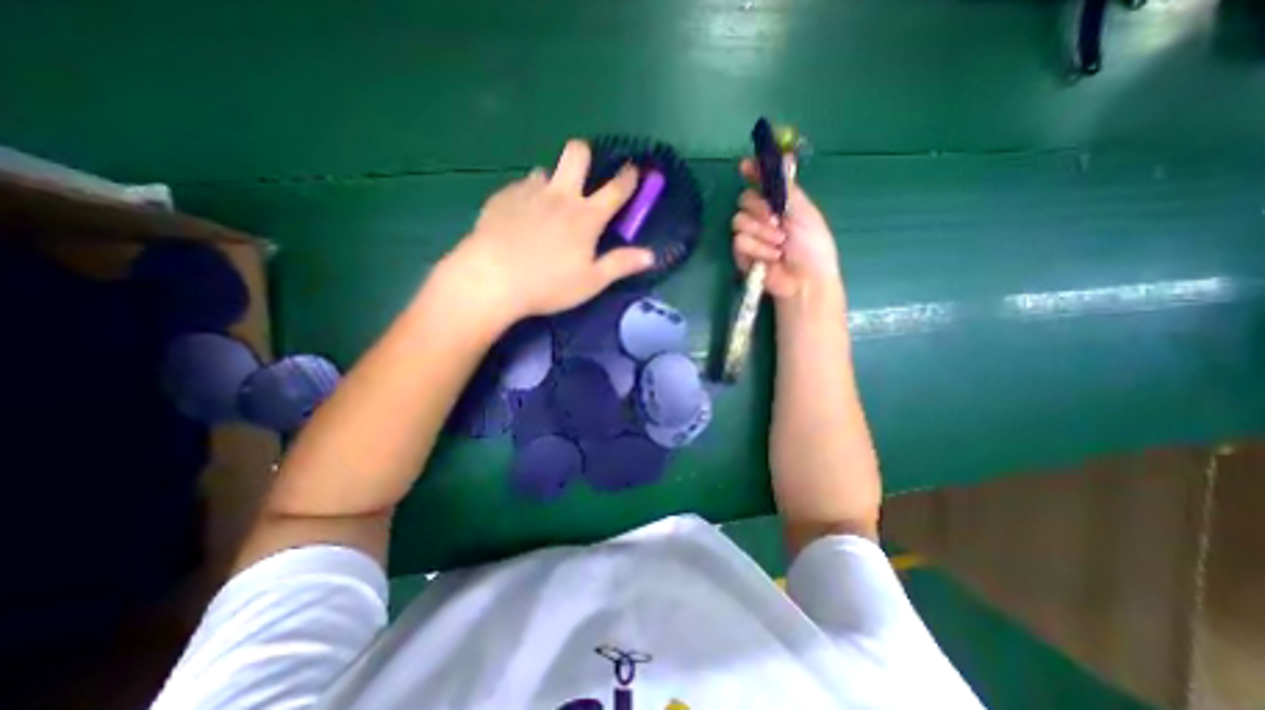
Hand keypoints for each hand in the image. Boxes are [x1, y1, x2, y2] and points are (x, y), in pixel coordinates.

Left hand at [447, 141, 651, 318]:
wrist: (492, 279)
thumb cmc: (549, 284)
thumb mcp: (591, 281)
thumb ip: (621, 265)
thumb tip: (651, 256)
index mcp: (586, 217)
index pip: (615, 190)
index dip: (629, 178)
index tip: (634, 170)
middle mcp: (560, 196)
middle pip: (576, 154)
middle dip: (585, 155)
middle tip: (583, 174)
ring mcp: (529, 193)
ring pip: (545, 170)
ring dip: (552, 182)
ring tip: (547, 206)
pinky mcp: (503, 197)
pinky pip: (520, 186)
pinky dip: (527, 196)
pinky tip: (520, 217)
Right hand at [732, 154, 836, 298]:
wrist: (805, 279)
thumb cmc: (812, 246)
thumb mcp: (804, 212)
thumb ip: (788, 188)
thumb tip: (785, 156)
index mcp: (778, 204)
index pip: (759, 183)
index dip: (751, 172)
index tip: (744, 166)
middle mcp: (761, 217)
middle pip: (743, 200)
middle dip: (758, 208)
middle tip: (776, 219)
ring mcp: (750, 236)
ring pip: (738, 221)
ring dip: (762, 232)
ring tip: (779, 245)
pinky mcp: (742, 255)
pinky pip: (739, 242)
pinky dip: (758, 249)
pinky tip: (772, 257)